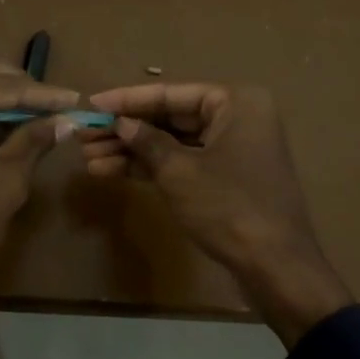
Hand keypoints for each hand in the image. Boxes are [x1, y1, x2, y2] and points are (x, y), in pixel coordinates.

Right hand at [80, 83, 352, 345]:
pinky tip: (112, 171)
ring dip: (132, 150)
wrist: (275, 265)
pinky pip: (183, 164)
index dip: (127, 100)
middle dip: (126, 129)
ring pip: (174, 143)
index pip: (170, 94)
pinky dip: (151, 168)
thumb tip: (120, 124)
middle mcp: (237, 118)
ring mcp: (233, 150)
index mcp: (236, 102)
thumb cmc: (228, 207)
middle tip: (84, 135)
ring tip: (89, 157)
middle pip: (171, 117)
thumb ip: (146, 142)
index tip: (91, 103)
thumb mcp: (179, 172)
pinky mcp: (226, 179)